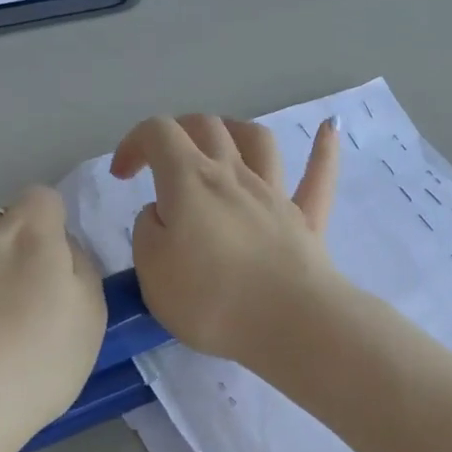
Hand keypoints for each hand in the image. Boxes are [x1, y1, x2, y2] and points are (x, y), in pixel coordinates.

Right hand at [110, 114, 341, 366]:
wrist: (289, 323)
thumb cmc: (212, 300)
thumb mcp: (152, 271)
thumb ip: (149, 232)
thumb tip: (162, 213)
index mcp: (190, 182)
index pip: (158, 134)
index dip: (135, 143)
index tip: (123, 175)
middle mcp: (235, 176)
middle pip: (207, 128)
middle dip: (179, 133)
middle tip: (164, 162)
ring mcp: (276, 195)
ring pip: (259, 141)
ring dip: (236, 132)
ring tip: (223, 143)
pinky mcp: (307, 220)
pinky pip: (319, 177)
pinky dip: (323, 150)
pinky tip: (329, 129)